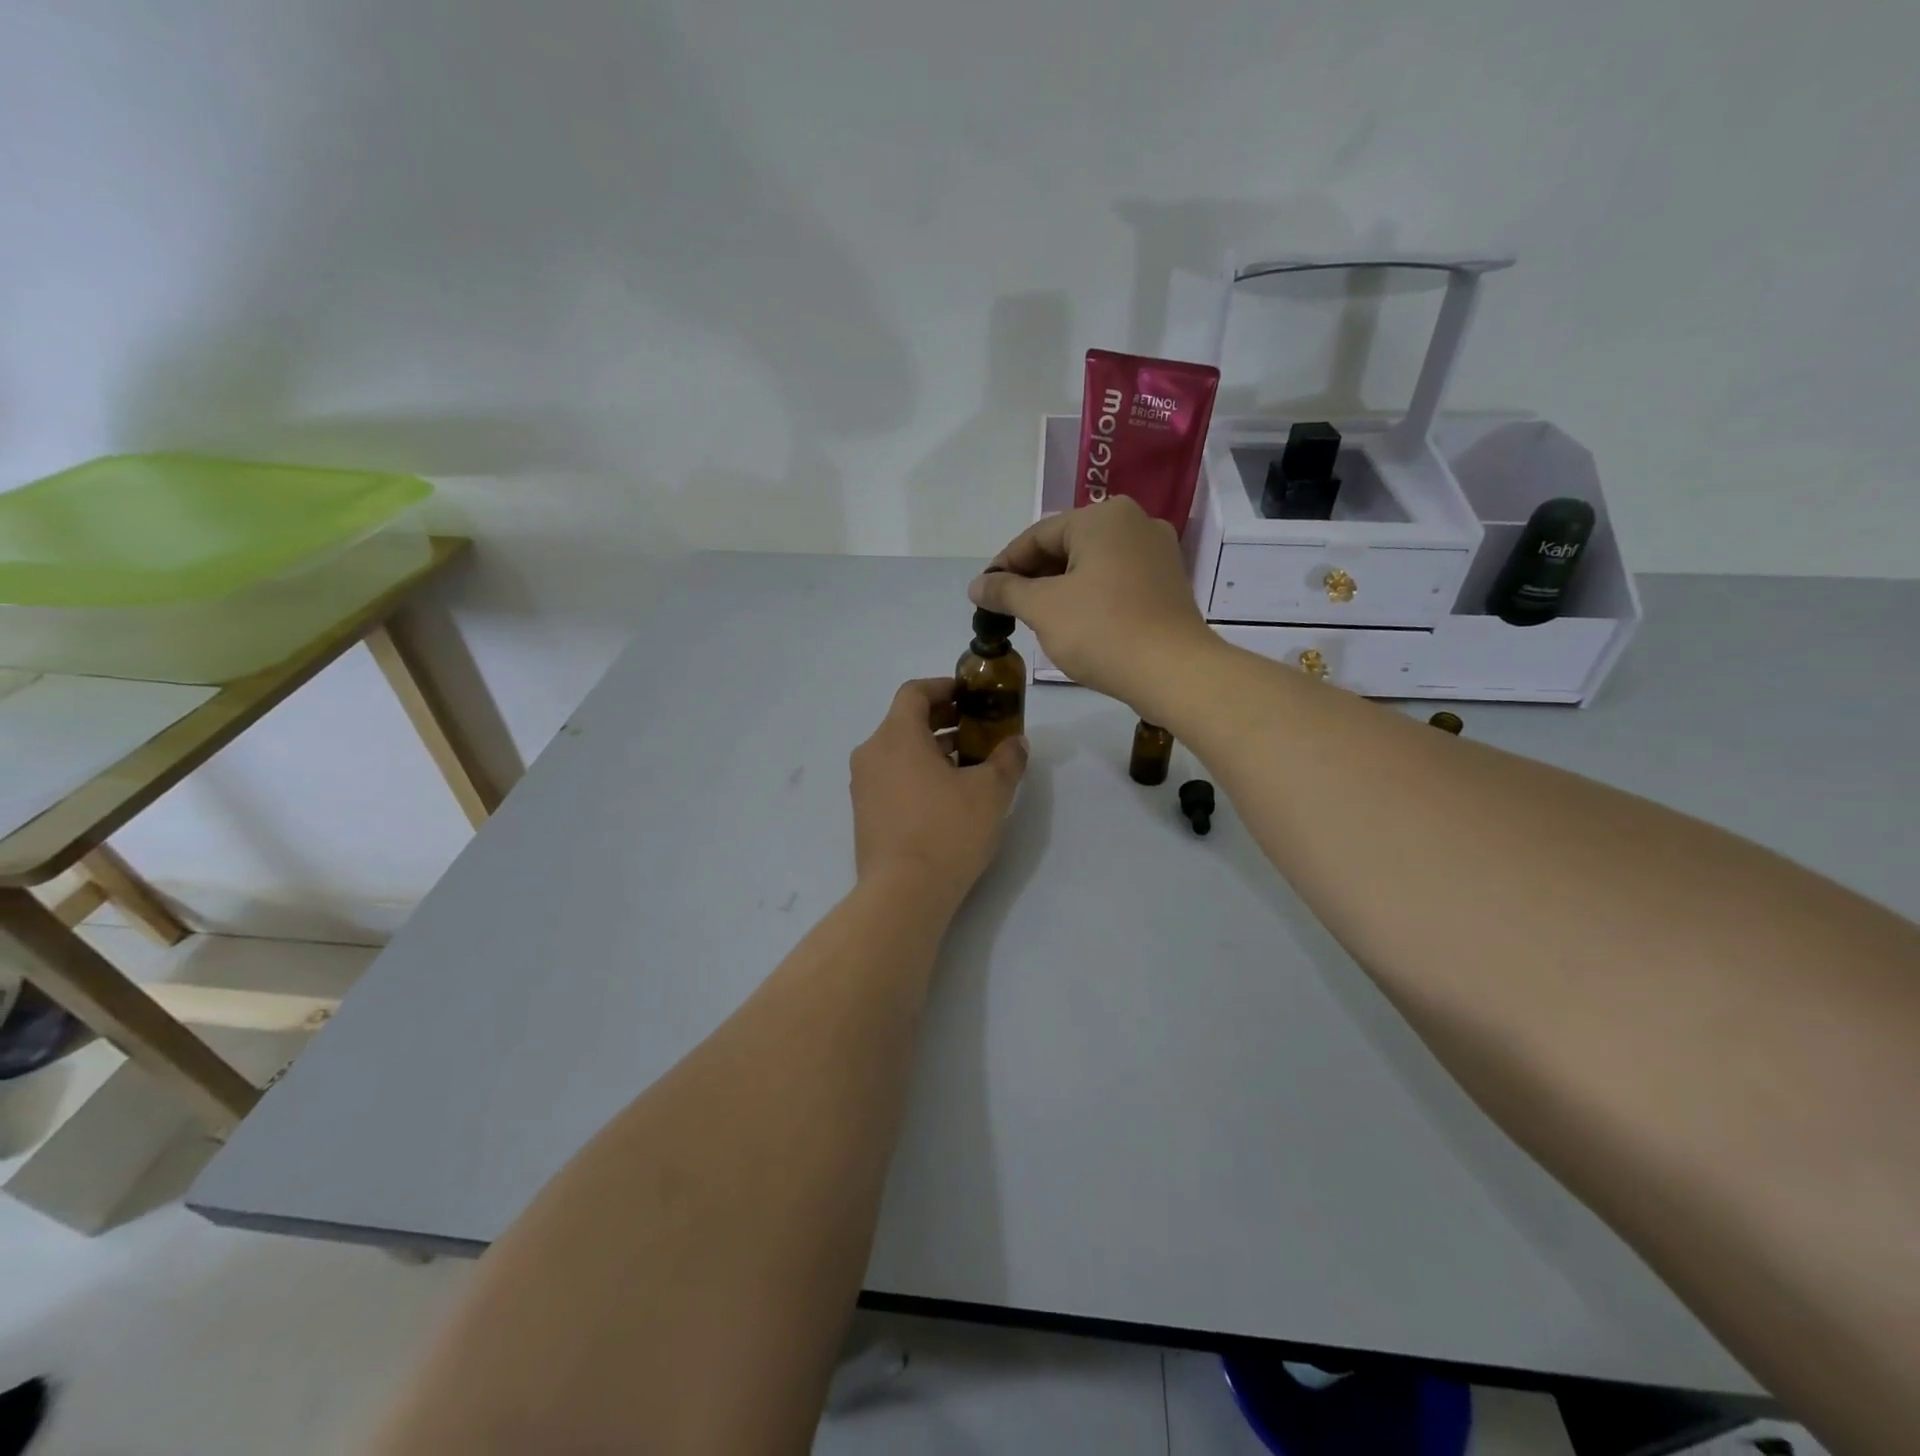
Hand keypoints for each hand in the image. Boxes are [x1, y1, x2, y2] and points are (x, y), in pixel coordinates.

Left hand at [850, 678, 1026, 907]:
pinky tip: (947, 796)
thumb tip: (1016, 743)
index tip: (971, 695)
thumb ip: (1006, 760)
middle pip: (906, 721)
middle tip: (978, 728)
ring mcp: (864, 786)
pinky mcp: (865, 814)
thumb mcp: (990, 792)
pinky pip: (892, 778)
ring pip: (899, 752)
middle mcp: (872, 754)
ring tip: (970, 764)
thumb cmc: (946, 831)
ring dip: (933, 749)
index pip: (914, 692)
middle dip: (944, 719)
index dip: (944, 687)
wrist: (903, 894)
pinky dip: (917, 773)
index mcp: (896, 736)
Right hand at [967, 498, 1214, 713]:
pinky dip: (1089, 595)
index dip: (1005, 565)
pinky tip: (1074, 622)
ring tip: (1035, 618)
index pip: (1038, 535)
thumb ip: (1006, 591)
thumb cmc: (1101, 630)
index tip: (983, 593)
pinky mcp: (1168, 582)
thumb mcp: (1043, 608)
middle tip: (1007, 608)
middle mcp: (1134, 522)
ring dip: (1059, 588)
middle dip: (1033, 577)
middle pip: (1067, 546)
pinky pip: (1116, 580)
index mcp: (1103, 517)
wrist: (1173, 672)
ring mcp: (1157, 552)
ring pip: (1092, 564)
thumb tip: (976, 585)